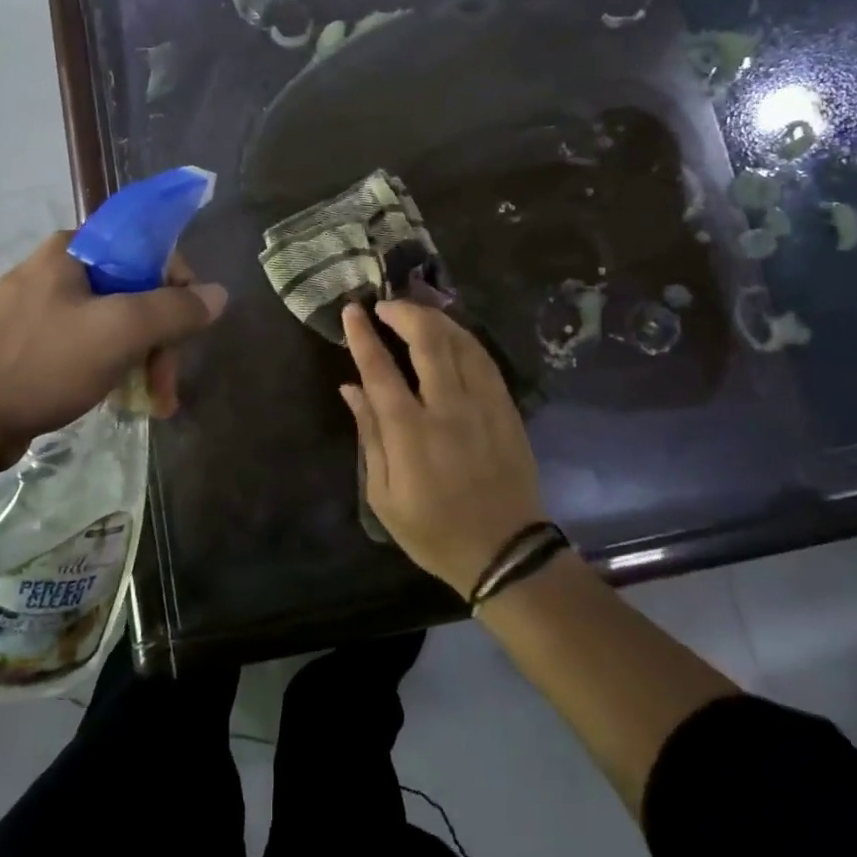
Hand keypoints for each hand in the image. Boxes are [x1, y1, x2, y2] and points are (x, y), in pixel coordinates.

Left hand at [0, 232, 225, 456]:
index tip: (188, 328)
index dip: (178, 285)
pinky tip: (117, 403)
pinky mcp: (25, 348)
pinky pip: (83, 349)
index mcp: (72, 250)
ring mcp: (37, 311)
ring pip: (110, 326)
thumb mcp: (119, 331)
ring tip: (151, 407)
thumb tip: (218, 294)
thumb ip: (175, 310)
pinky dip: (108, 372)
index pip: (146, 248)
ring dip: (139, 363)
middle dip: (159, 341)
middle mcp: (55, 271)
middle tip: (166, 387)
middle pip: (132, 293)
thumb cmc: (40, 362)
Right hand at [340, 301, 546, 598]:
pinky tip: (450, 333)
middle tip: (385, 305)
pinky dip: (463, 336)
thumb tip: (350, 388)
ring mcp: (483, 404)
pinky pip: (484, 358)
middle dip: (403, 312)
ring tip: (414, 310)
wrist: (505, 551)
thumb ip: (368, 436)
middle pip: (428, 340)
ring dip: (434, 317)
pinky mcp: (506, 407)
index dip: (363, 335)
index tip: (352, 310)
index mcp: (411, 433)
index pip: (381, 370)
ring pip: (460, 341)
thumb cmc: (434, 530)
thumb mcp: (384, 497)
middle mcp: (448, 408)